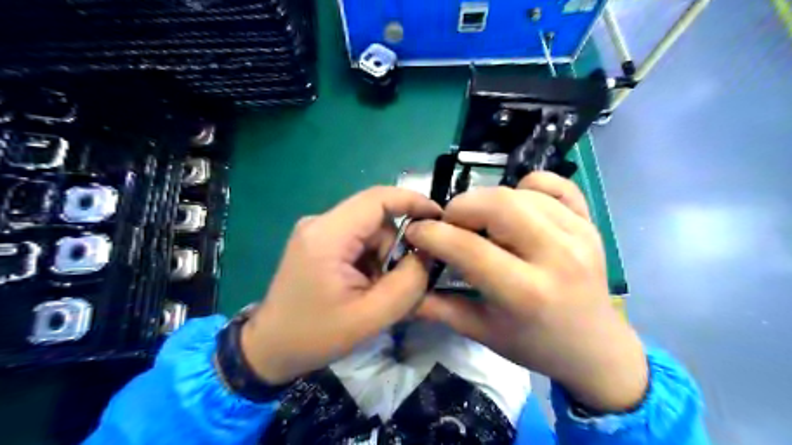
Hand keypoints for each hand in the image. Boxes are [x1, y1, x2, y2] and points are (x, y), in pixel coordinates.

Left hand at [239, 187, 441, 383]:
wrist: (270, 348)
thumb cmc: (315, 336)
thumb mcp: (371, 317)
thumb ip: (408, 283)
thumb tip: (428, 252)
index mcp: (328, 235)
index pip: (378, 198)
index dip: (413, 201)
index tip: (440, 217)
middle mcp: (321, 223)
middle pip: (377, 219)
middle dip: (397, 247)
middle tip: (402, 282)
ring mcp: (318, 231)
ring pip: (371, 231)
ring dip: (384, 257)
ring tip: (377, 291)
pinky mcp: (319, 241)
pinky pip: (358, 240)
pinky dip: (371, 260)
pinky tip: (365, 286)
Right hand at [404, 172, 646, 410]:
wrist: (596, 348)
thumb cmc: (534, 345)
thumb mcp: (482, 332)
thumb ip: (438, 308)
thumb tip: (403, 285)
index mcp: (526, 293)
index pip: (468, 247)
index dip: (432, 234)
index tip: (415, 232)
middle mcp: (556, 257)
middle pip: (497, 205)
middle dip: (460, 208)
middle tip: (450, 224)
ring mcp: (579, 235)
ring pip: (521, 191)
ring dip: (489, 201)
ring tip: (481, 223)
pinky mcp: (590, 223)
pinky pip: (554, 184)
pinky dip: (528, 186)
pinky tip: (518, 206)